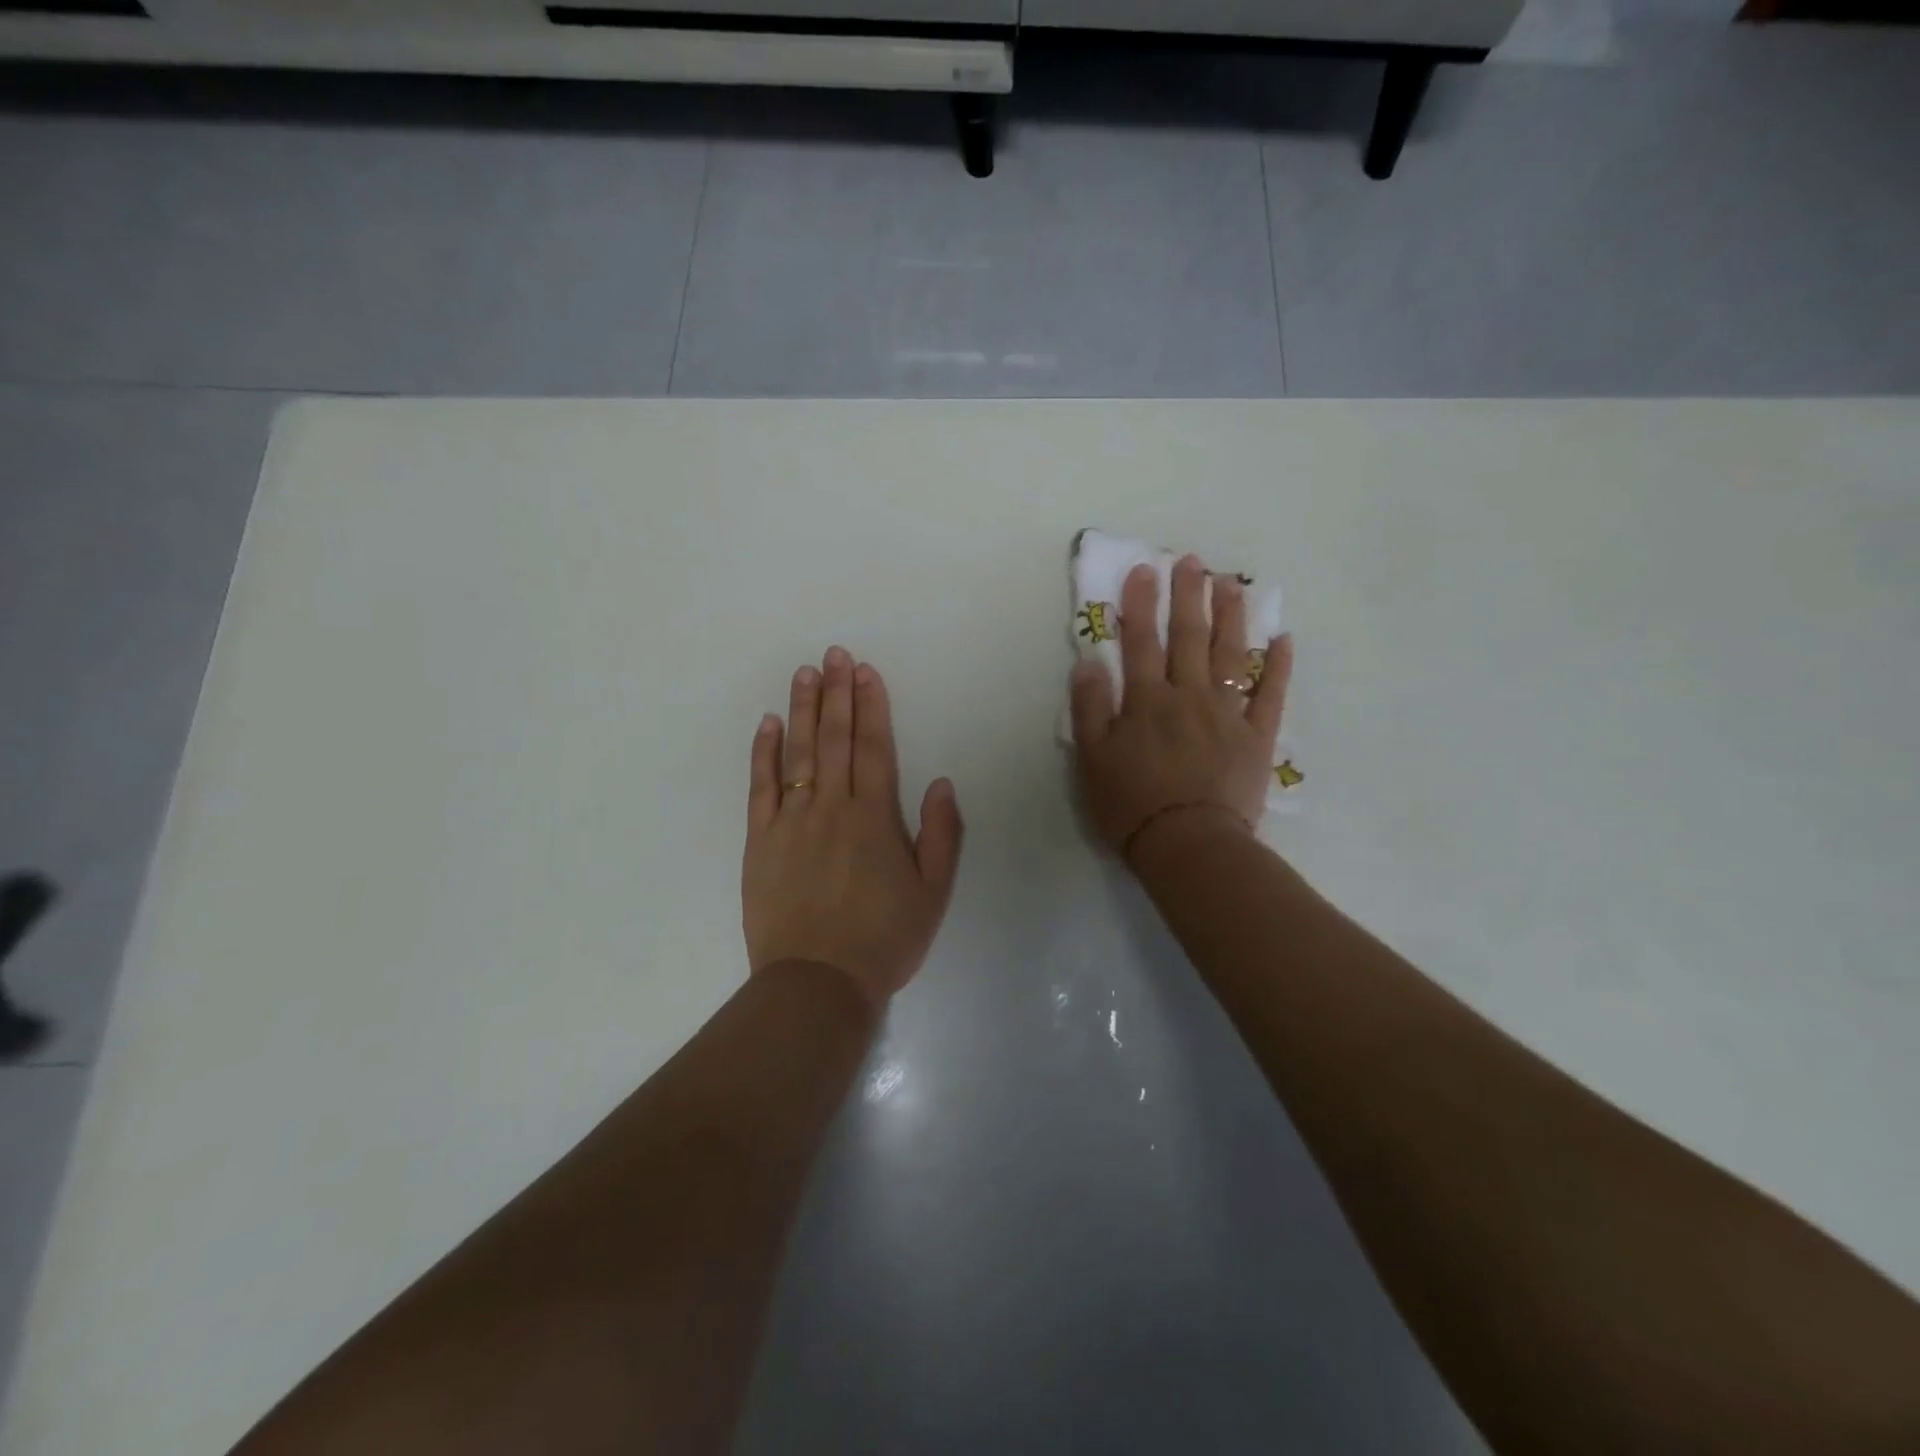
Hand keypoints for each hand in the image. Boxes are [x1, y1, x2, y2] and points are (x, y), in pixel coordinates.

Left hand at [743, 647, 963, 1007]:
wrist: (818, 982)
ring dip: (803, 709)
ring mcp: (791, 821)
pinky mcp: (760, 840)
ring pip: (798, 753)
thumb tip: (940, 783)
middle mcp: (831, 807)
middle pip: (834, 739)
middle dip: (837, 693)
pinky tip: (768, 724)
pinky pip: (761, 787)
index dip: (870, 707)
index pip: (873, 748)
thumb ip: (941, 834)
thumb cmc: (884, 938)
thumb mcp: (933, 892)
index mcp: (874, 817)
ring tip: (804, 673)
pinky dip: (764, 752)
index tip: (865, 672)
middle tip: (834, 654)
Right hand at [1070, 555, 1291, 862]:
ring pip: (1231, 654)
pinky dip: (1278, 666)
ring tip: (1231, 583)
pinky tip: (1282, 639)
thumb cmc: (1132, 805)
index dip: (1141, 604)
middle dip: (1189, 596)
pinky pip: (1270, 694)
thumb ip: (1090, 708)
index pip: (1141, 642)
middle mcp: (1188, 696)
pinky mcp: (1257, 737)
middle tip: (1191, 561)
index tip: (1144, 570)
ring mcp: (1227, 714)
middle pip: (1190, 637)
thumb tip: (1089, 662)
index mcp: (1146, 701)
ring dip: (1231, 616)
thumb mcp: (1092, 759)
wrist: (1189, 845)